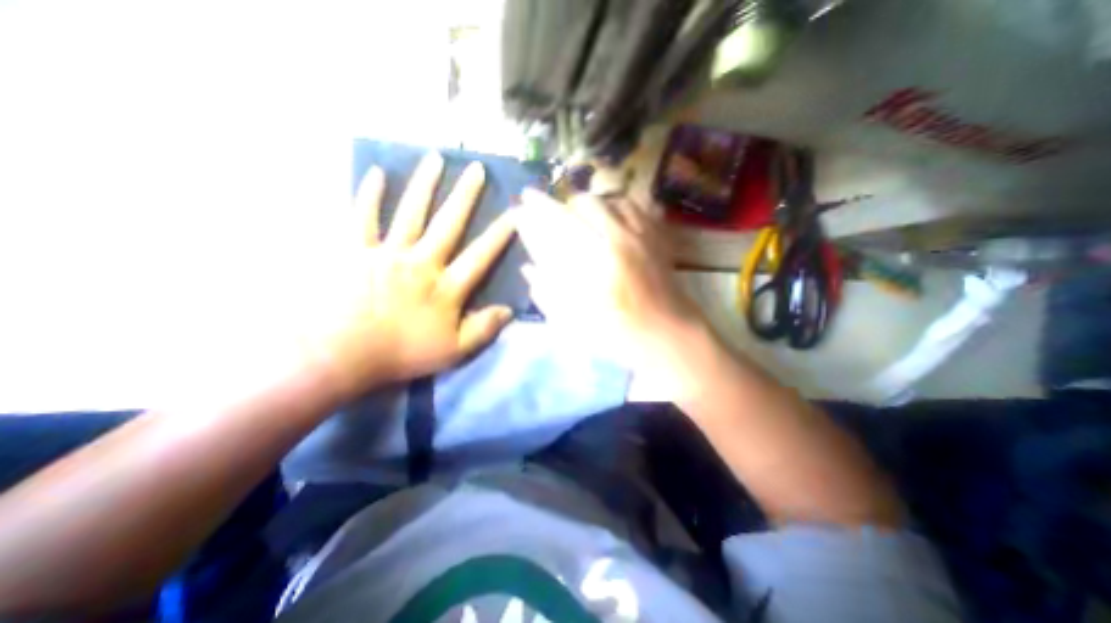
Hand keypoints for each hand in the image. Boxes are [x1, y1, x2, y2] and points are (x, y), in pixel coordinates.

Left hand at [302, 151, 511, 396]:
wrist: (340, 355)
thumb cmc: (401, 353)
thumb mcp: (454, 351)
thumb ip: (484, 329)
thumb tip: (510, 311)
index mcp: (445, 287)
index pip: (480, 256)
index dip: (500, 235)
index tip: (515, 214)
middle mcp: (421, 262)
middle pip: (448, 224)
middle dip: (465, 196)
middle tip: (476, 168)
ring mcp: (387, 253)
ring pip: (411, 212)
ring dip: (424, 185)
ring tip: (436, 158)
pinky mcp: (355, 251)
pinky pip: (362, 217)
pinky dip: (369, 195)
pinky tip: (376, 173)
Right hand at [519, 189, 705, 378]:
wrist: (666, 333)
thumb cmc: (617, 334)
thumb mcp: (573, 322)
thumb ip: (547, 292)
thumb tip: (528, 268)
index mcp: (595, 265)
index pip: (558, 225)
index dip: (538, 210)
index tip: (523, 201)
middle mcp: (619, 241)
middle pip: (586, 204)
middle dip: (565, 205)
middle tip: (558, 216)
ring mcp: (643, 236)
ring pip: (612, 200)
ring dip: (592, 203)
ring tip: (584, 215)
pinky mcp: (658, 238)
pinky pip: (638, 206)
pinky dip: (620, 205)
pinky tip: (613, 215)